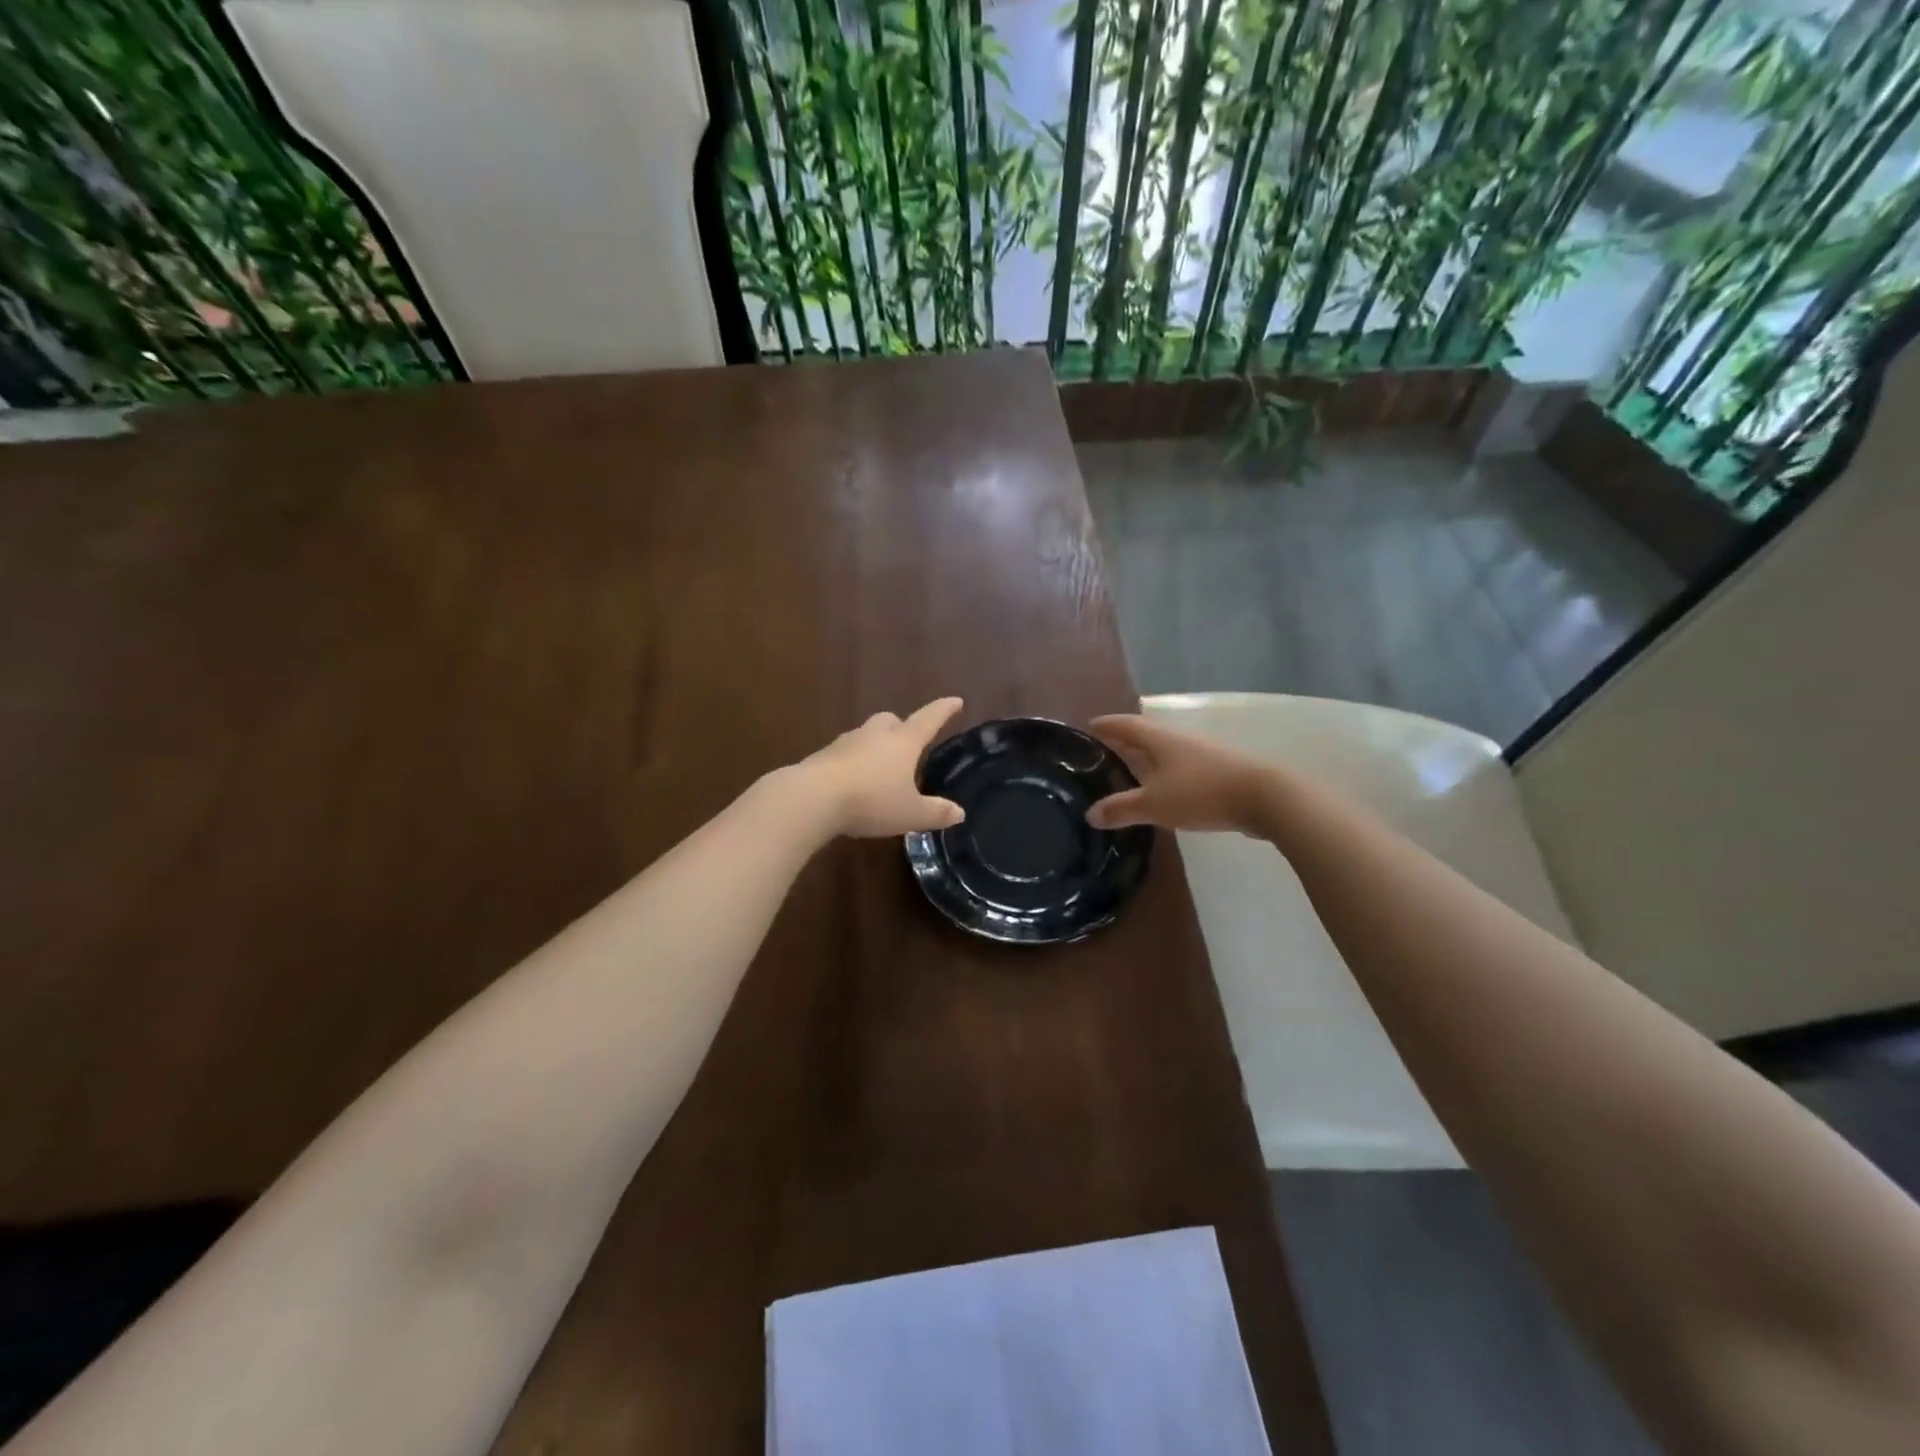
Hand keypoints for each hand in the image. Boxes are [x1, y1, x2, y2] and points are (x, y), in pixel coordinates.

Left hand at [796, 697, 967, 837]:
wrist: (813, 797)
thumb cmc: (871, 801)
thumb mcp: (910, 813)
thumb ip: (936, 812)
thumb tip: (960, 812)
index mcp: (903, 742)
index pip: (929, 720)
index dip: (944, 710)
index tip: (956, 701)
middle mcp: (875, 735)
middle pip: (891, 720)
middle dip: (900, 727)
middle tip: (907, 741)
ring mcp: (845, 743)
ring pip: (865, 735)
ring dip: (874, 745)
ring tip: (880, 767)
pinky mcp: (822, 757)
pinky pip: (844, 754)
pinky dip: (853, 762)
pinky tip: (853, 782)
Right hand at [1085, 714, 1276, 835]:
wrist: (1265, 797)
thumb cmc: (1202, 792)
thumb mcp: (1155, 804)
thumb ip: (1121, 809)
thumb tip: (1090, 814)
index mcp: (1159, 739)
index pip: (1125, 725)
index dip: (1106, 725)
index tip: (1088, 726)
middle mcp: (1178, 740)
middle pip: (1144, 735)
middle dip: (1122, 742)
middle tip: (1100, 752)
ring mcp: (1200, 754)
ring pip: (1163, 751)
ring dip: (1144, 758)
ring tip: (1127, 772)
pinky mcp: (1217, 770)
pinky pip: (1179, 767)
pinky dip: (1163, 773)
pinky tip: (1161, 789)